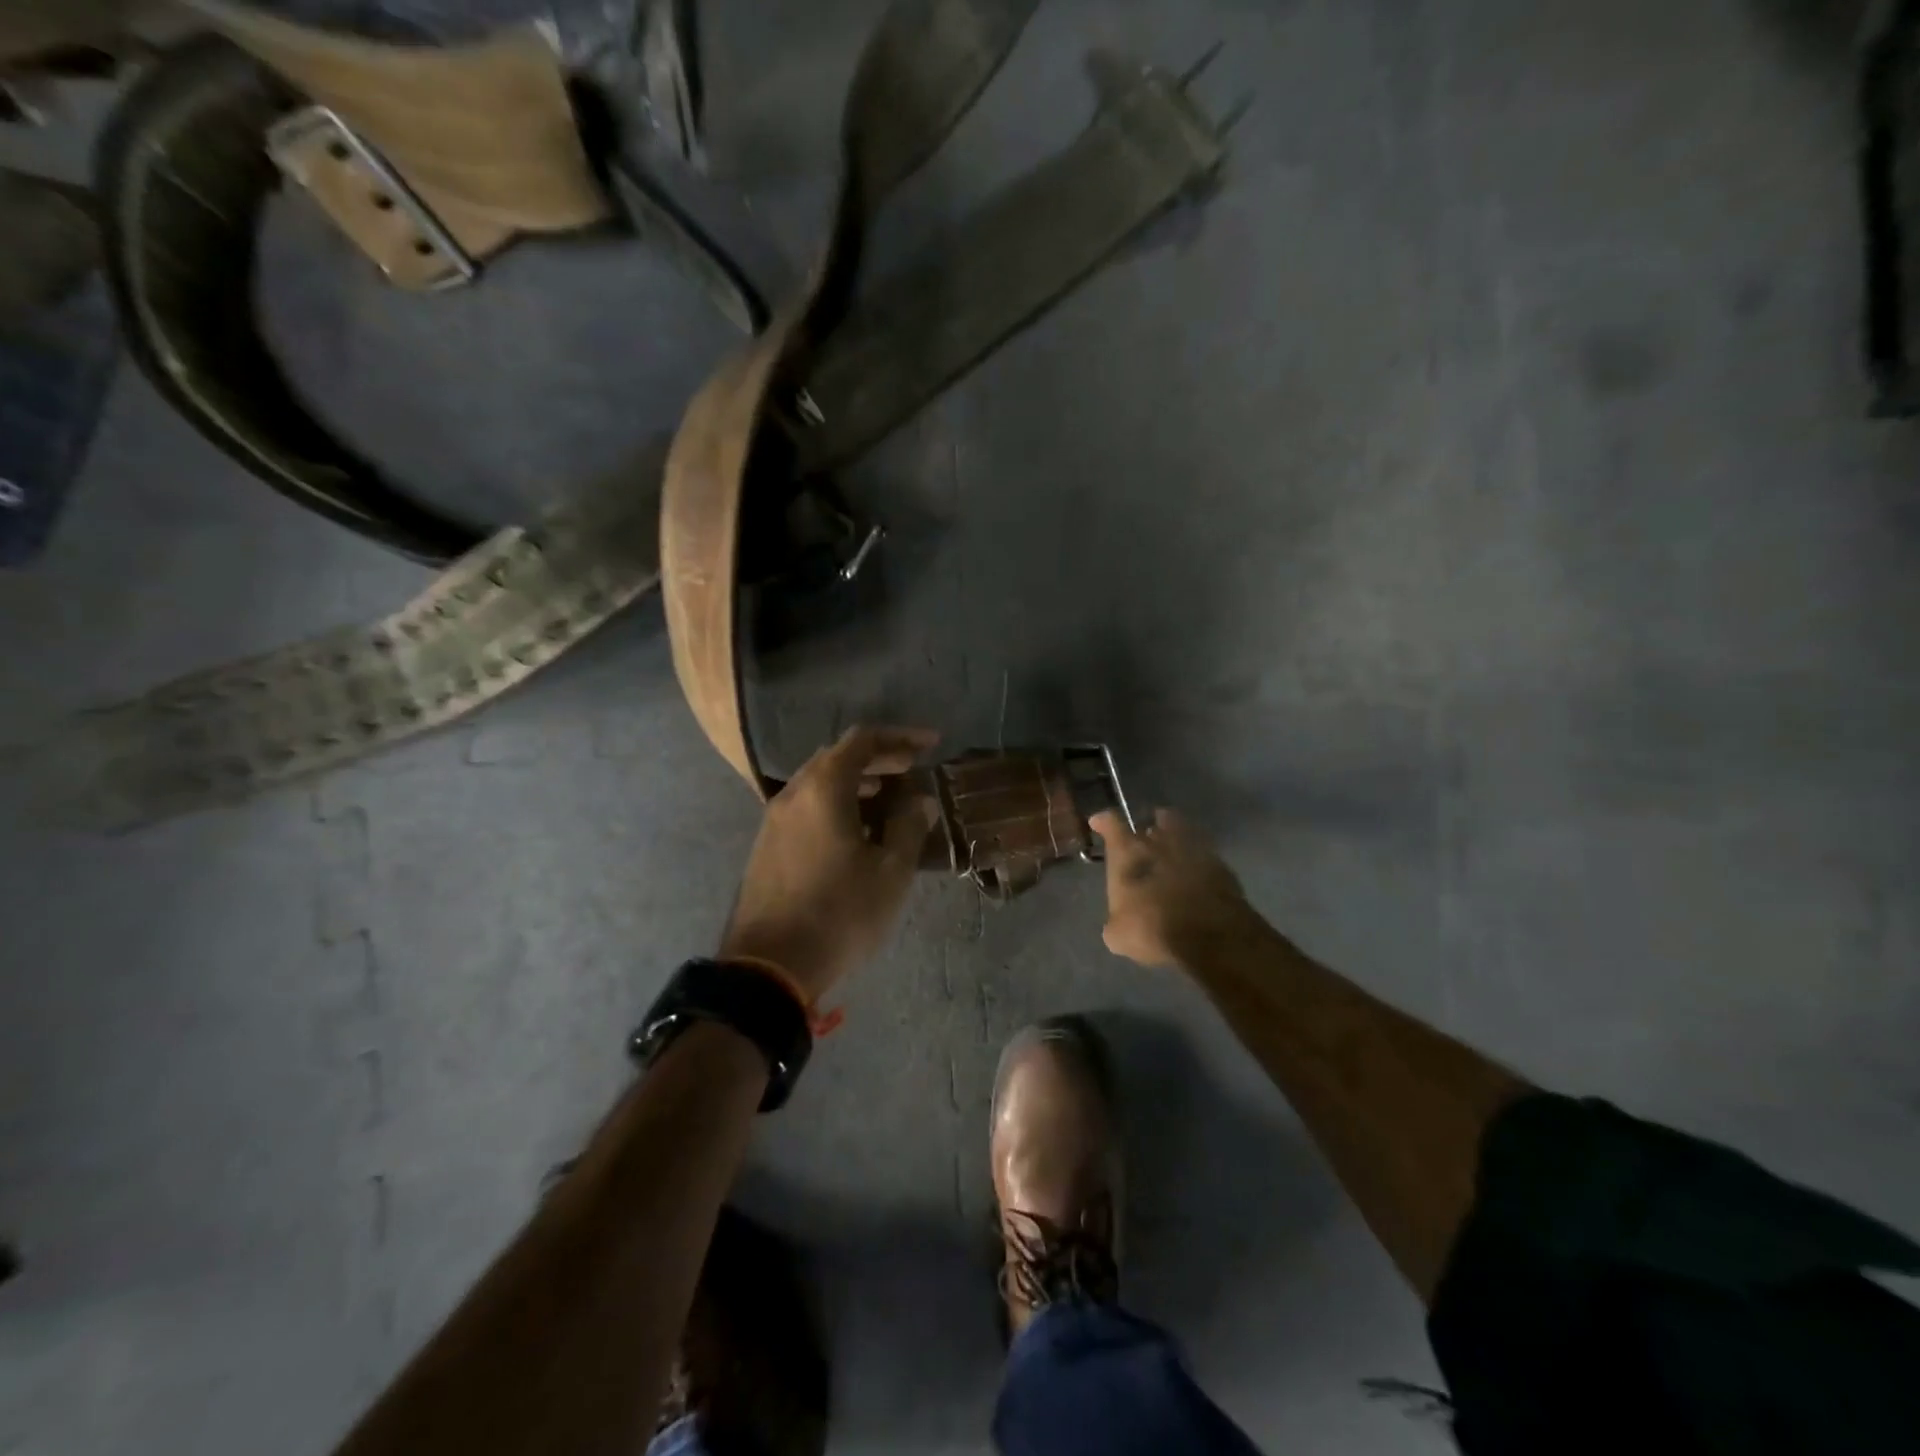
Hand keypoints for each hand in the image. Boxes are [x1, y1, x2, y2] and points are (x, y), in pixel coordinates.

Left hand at [720, 725, 940, 1003]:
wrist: (768, 967)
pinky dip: (836, 802)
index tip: (932, 745)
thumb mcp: (890, 872)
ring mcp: (774, 819)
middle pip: (837, 756)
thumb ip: (908, 826)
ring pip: (819, 782)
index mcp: (823, 789)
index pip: (863, 740)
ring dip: (856, 781)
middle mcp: (793, 793)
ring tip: (889, 799)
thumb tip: (921, 800)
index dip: (901, 737)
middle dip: (879, 758)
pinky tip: (856, 829)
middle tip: (912, 770)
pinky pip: (806, 806)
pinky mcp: (767, 845)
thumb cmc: (839, 914)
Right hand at [1089, 808, 1253, 970]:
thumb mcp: (1119, 935)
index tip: (1098, 823)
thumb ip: (1116, 921)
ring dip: (1172, 842)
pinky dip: (1196, 863)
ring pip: (1179, 833)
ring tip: (1169, 856)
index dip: (1103, 822)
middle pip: (1149, 824)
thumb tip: (1120, 922)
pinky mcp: (1221, 865)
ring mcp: (1193, 850)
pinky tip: (1193, 878)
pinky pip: (1202, 856)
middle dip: (1144, 834)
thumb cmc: (1154, 928)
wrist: (1213, 936)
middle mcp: (1159, 842)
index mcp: (1129, 852)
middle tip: (1141, 847)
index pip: (1111, 823)